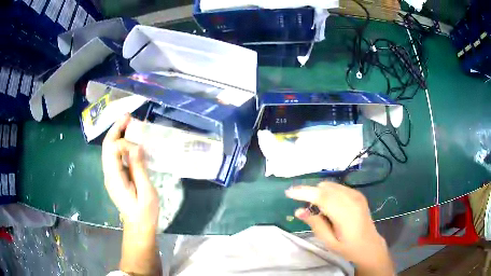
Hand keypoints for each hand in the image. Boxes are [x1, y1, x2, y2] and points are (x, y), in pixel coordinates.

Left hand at [102, 115, 159, 233]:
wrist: (138, 226)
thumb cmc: (144, 212)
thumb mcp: (146, 192)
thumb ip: (139, 169)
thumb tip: (137, 147)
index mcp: (114, 177)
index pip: (113, 150)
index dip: (126, 143)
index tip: (141, 148)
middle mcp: (108, 173)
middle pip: (107, 145)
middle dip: (116, 129)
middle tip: (128, 116)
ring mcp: (110, 175)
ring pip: (109, 149)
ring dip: (117, 134)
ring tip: (128, 122)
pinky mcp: (115, 176)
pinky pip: (114, 156)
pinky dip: (120, 144)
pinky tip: (129, 140)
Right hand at [285, 182, 392, 274]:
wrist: (370, 245)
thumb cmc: (348, 247)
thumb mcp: (329, 242)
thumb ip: (316, 224)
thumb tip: (299, 211)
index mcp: (345, 214)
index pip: (321, 196)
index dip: (304, 192)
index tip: (288, 193)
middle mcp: (351, 199)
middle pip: (325, 188)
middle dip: (309, 192)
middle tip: (301, 204)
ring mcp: (356, 195)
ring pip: (331, 186)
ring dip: (319, 192)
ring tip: (315, 208)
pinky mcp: (358, 194)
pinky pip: (338, 187)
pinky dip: (328, 192)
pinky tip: (327, 205)